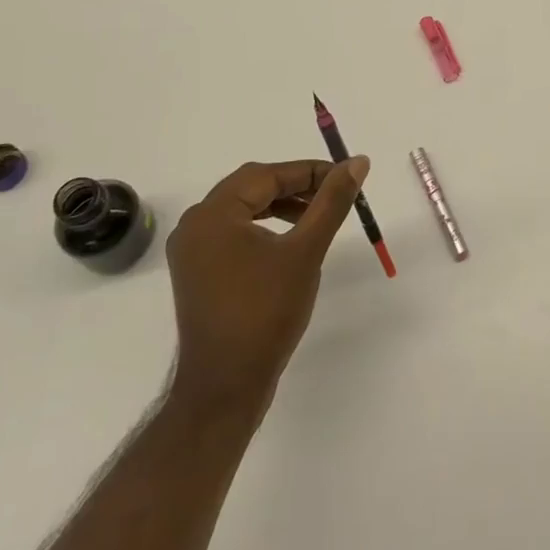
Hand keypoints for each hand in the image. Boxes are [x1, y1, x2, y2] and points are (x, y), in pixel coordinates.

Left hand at [164, 156, 367, 420]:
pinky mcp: (198, 272)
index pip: (267, 175)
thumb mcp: (306, 250)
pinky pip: (235, 232)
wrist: (226, 387)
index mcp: (213, 214)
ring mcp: (192, 251)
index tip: (346, 177)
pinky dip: (265, 227)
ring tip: (318, 215)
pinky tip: (290, 241)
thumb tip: (358, 162)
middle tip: (334, 193)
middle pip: (252, 187)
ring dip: (282, 205)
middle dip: (296, 186)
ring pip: (244, 209)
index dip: (310, 171)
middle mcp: (195, 225)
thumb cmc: (265, 313)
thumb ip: (332, 201)